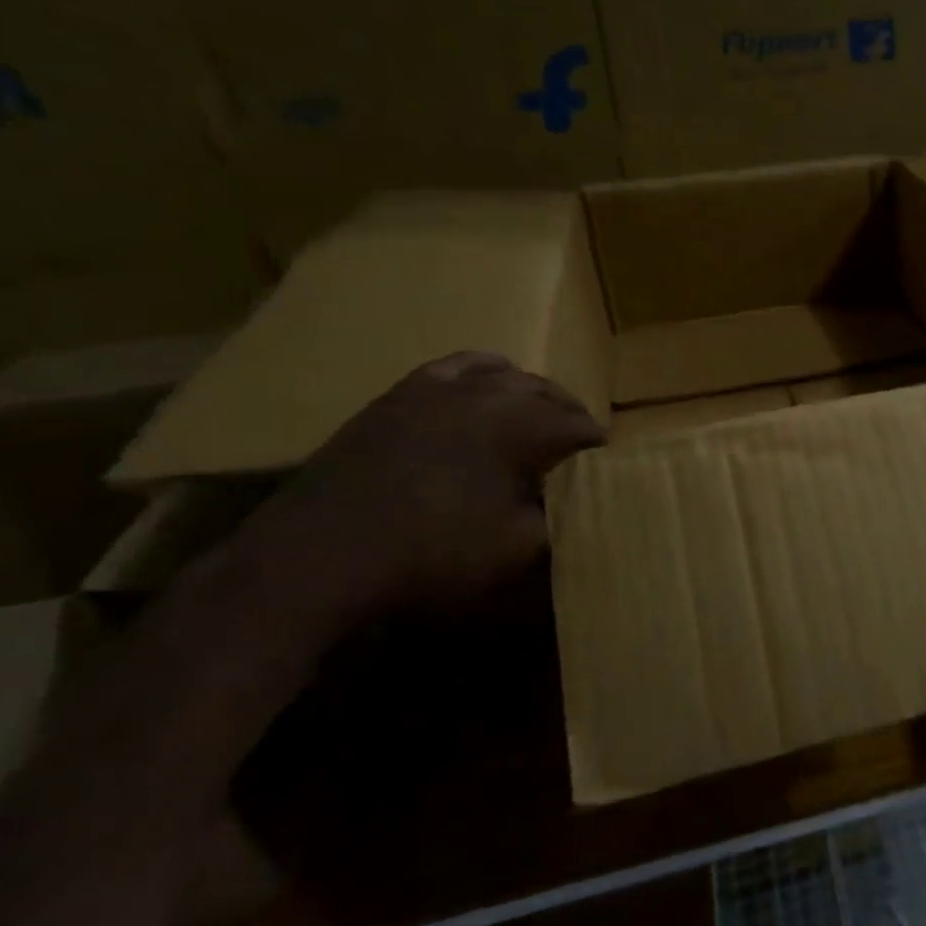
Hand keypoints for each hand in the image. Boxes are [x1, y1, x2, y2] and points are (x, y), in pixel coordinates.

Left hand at [240, 353, 604, 623]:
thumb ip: (558, 517)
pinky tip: (479, 395)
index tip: (605, 468)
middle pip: (549, 393)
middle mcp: (488, 393)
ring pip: (504, 374)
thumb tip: (574, 502)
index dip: (598, 448)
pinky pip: (454, 369)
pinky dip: (480, 376)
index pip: (581, 426)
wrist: (320, 557)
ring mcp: (439, 389)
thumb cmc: (433, 554)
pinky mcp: (399, 397)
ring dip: (530, 394)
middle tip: (577, 449)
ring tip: (536, 419)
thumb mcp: (519, 549)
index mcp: (524, 425)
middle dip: (570, 417)